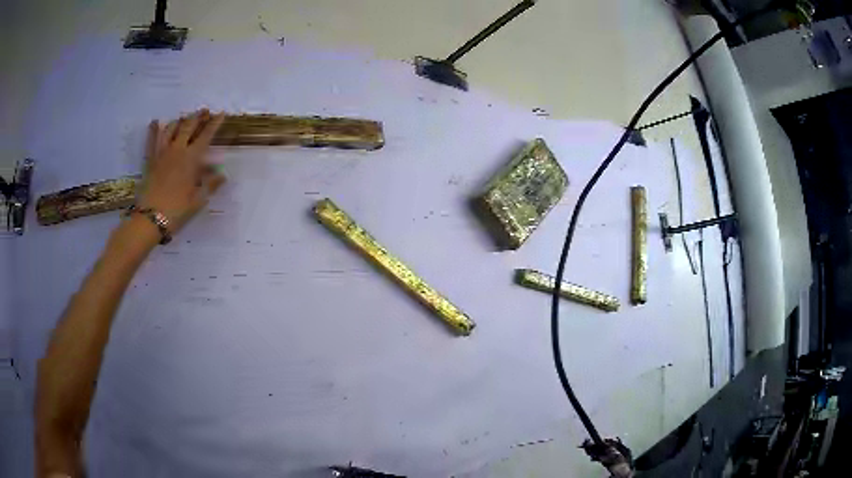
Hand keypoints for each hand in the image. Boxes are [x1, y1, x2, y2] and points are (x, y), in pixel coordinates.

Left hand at [139, 109, 225, 233]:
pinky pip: (152, 140)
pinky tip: (156, 122)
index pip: (206, 136)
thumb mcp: (198, 200)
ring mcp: (162, 153)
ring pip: (171, 129)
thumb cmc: (177, 210)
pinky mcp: (150, 160)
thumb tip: (222, 174)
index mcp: (191, 159)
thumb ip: (210, 185)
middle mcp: (177, 150)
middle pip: (188, 127)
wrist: (151, 218)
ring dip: (179, 121)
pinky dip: (154, 130)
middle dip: (198, 117)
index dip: (214, 124)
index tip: (221, 113)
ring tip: (184, 118)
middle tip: (204, 110)